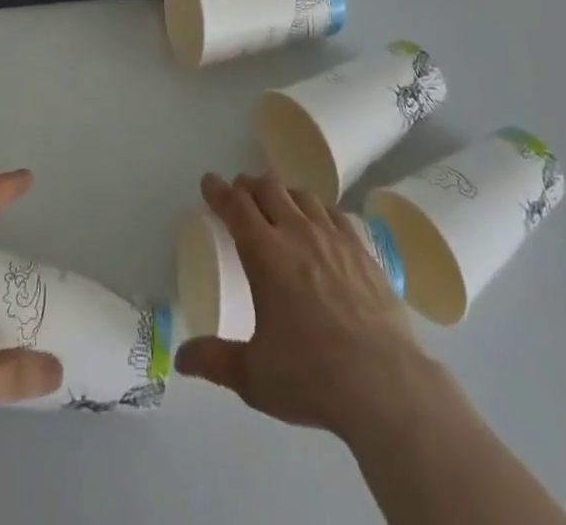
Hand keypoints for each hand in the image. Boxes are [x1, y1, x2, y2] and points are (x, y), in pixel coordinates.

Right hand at [174, 172, 442, 440]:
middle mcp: (297, 233)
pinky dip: (318, 208)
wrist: (383, 384)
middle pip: (268, 188)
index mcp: (265, 254)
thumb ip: (214, 361)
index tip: (209, 181)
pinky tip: (319, 221)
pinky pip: (334, 213)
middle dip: (249, 185)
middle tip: (240, 192)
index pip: (236, 206)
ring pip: (302, 195)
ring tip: (277, 202)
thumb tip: (181, 358)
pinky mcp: (362, 250)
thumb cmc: (311, 376)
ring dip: (283, 192)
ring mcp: (334, 238)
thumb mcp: (253, 376)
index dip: (218, 190)